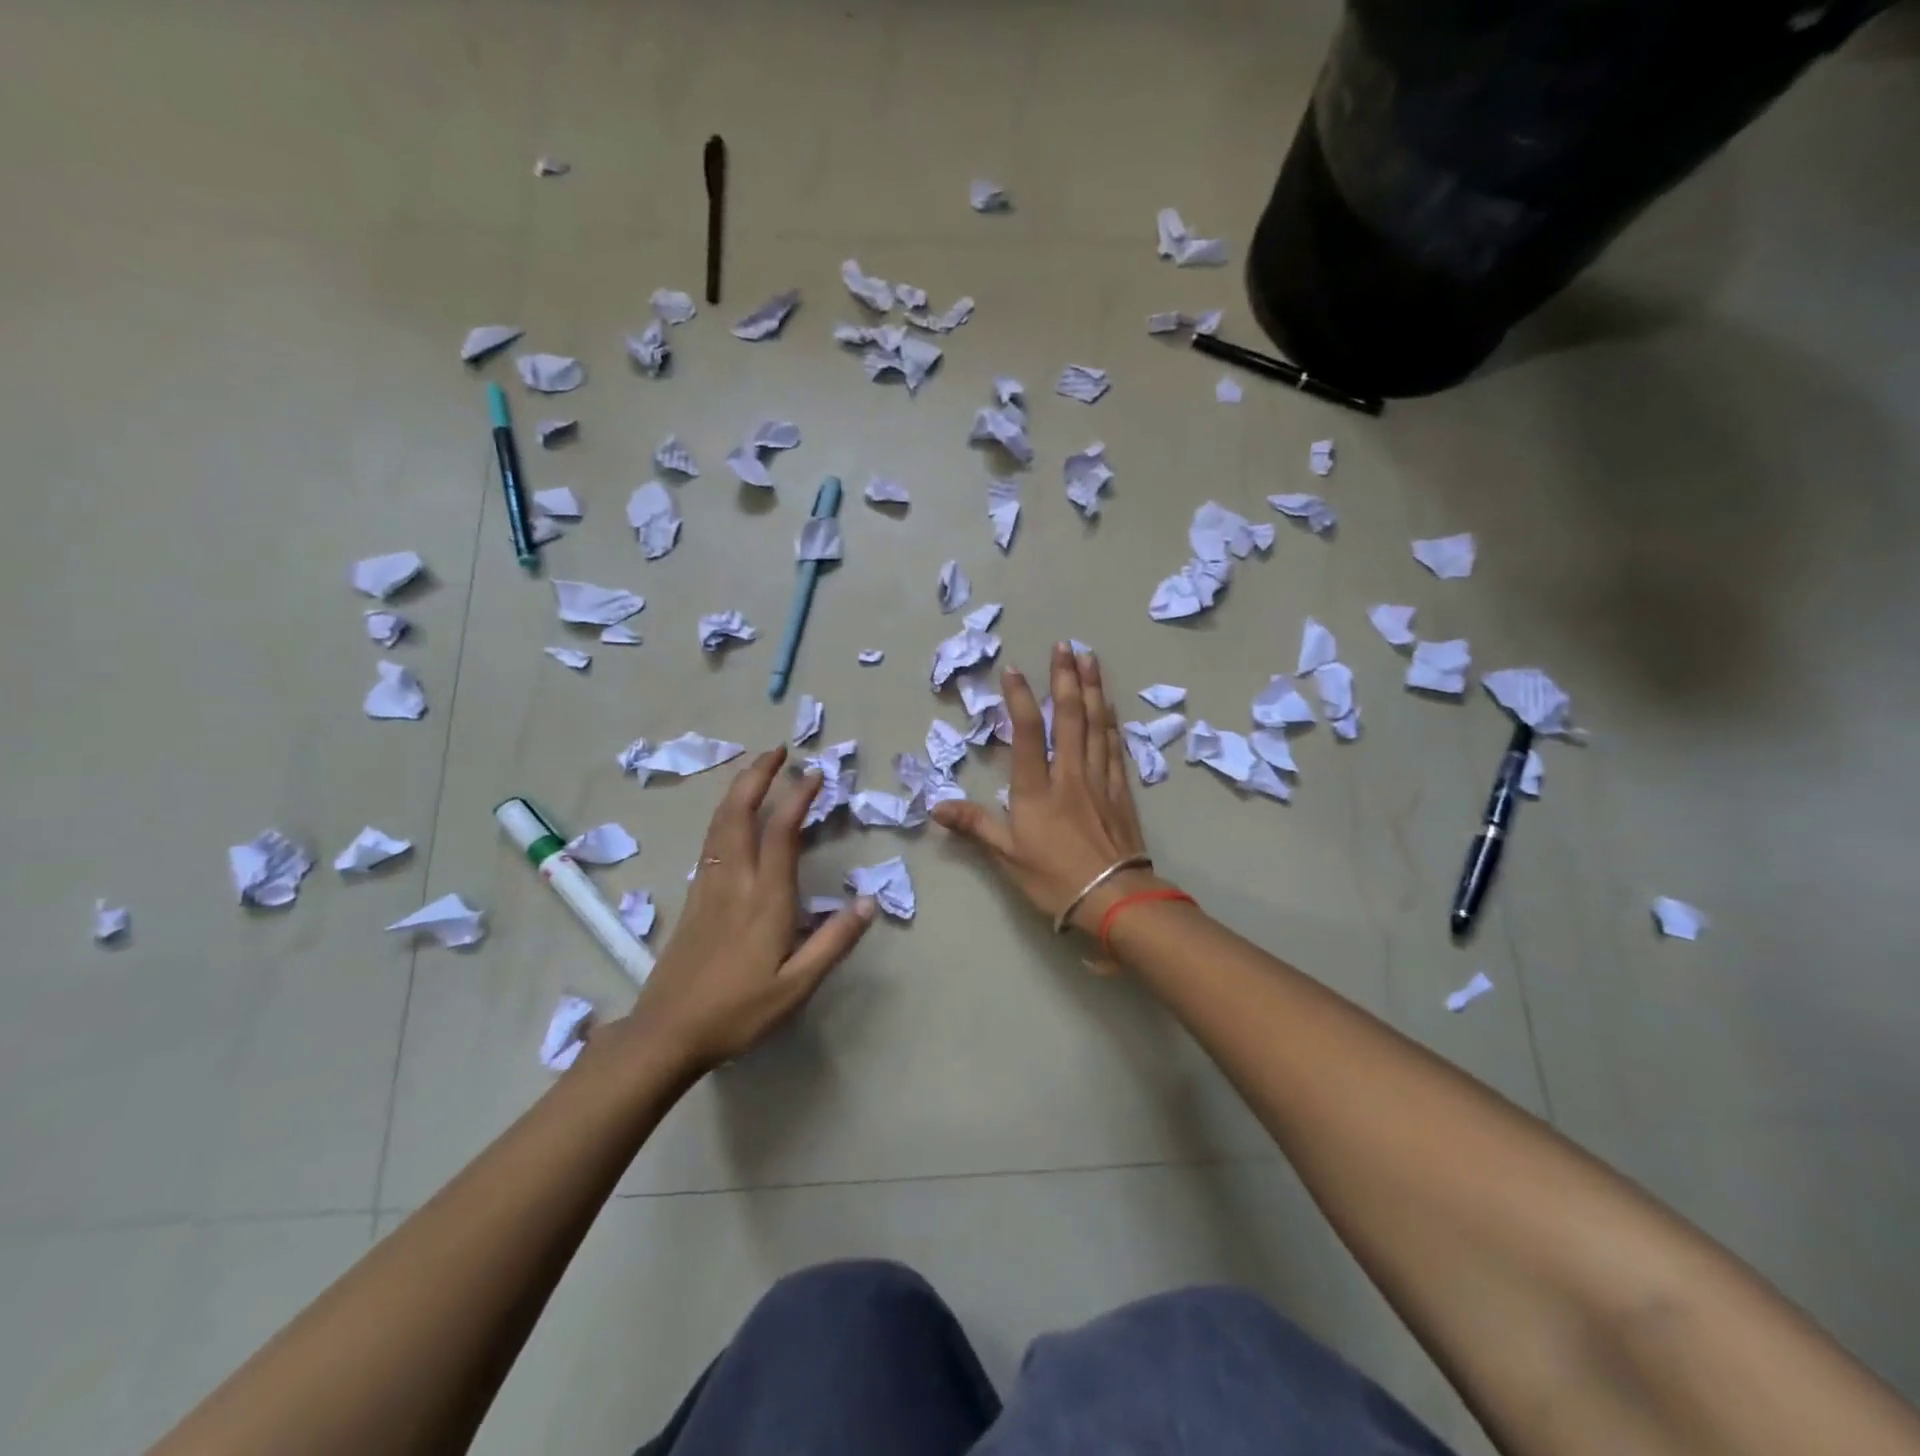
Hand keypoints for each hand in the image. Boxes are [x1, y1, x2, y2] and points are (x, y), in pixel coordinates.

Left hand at [624, 747, 874, 1074]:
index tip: (815, 772)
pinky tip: (732, 819)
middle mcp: (733, 881)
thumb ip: (834, 942)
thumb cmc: (737, 1012)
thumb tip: (869, 902)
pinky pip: (710, 841)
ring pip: (719, 824)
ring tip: (756, 770)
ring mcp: (707, 887)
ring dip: (738, 790)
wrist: (666, 1033)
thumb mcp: (797, 986)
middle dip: (757, 776)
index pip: (781, 832)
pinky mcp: (693, 898)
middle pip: (739, 813)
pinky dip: (724, 815)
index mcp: (764, 898)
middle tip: (777, 750)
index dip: (798, 796)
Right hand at [932, 644, 1165, 942]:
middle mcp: (1069, 774)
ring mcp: (1099, 780)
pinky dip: (1111, 722)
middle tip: (1065, 645)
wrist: (1115, 898)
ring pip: (1096, 725)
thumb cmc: (1055, 878)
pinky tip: (1109, 706)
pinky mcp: (1121, 791)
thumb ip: (974, 826)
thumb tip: (936, 807)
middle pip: (1068, 717)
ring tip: (1090, 659)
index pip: (1026, 732)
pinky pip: (1115, 747)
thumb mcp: (1007, 856)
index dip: (1019, 698)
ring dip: (1092, 689)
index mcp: (1037, 789)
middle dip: (1065, 678)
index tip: (1014, 669)